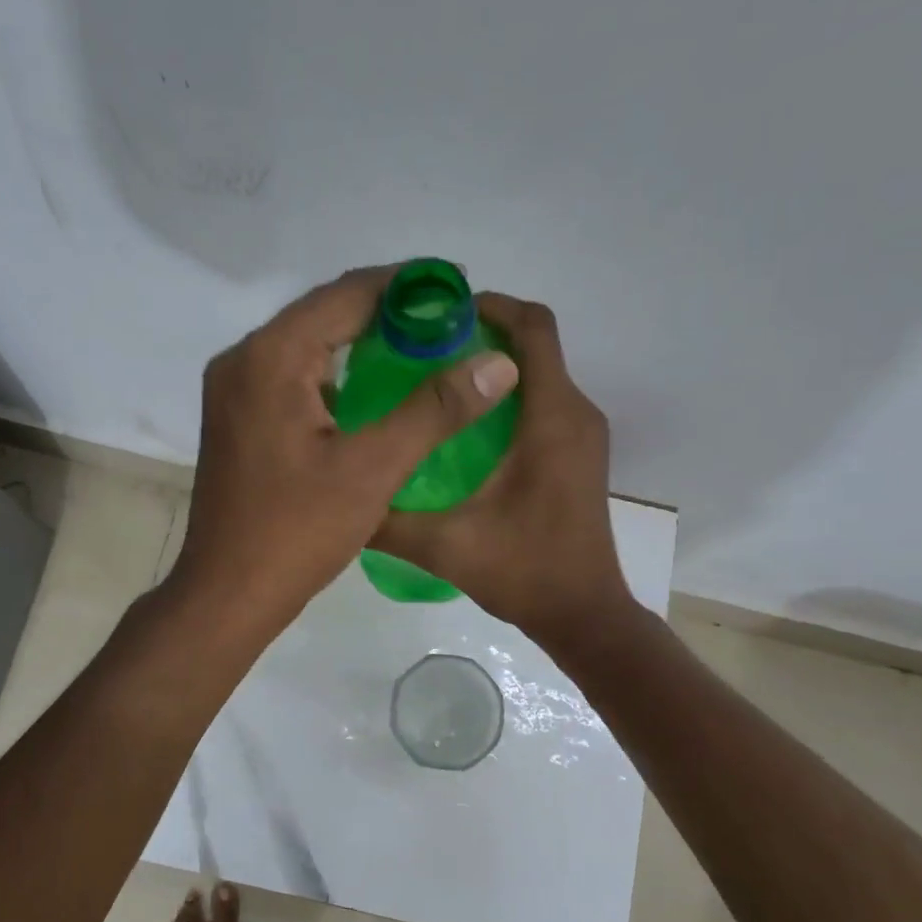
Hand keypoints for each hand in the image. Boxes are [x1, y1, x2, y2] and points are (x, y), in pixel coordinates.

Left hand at [168, 267, 520, 637]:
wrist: (227, 593)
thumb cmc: (297, 532)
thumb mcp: (373, 469)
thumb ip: (435, 409)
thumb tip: (497, 363)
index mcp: (270, 357)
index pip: (346, 294)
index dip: (407, 286)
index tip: (459, 287)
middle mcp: (242, 360)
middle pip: (323, 314)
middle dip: (386, 313)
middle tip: (447, 322)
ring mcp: (233, 391)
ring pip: (306, 346)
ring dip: (359, 342)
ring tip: (419, 349)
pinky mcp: (236, 419)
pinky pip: (291, 377)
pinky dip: (332, 374)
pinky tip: (370, 392)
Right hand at [372, 296, 631, 648]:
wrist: (582, 614)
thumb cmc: (523, 572)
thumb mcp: (443, 546)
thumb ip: (388, 519)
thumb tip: (339, 493)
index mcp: (551, 418)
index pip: (532, 328)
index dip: (488, 306)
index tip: (436, 315)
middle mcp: (575, 413)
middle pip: (534, 344)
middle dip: (481, 333)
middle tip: (419, 349)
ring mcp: (582, 435)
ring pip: (539, 373)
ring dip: (492, 367)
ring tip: (433, 382)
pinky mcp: (577, 455)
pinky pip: (543, 402)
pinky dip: (506, 396)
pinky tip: (461, 426)